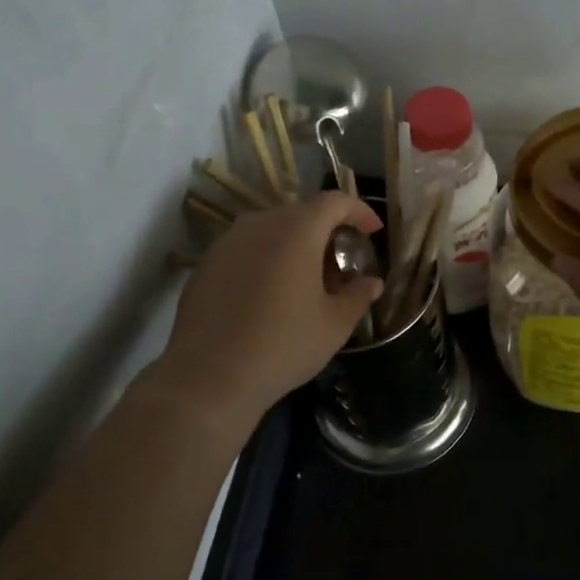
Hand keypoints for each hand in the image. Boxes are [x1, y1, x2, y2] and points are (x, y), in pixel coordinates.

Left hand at [149, 192, 383, 432]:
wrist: (208, 377)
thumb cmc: (283, 345)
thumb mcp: (334, 325)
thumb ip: (358, 295)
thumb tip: (371, 282)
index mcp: (297, 229)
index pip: (335, 201)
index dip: (359, 211)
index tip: (373, 232)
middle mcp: (261, 223)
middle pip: (302, 213)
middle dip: (327, 232)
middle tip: (341, 265)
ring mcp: (228, 241)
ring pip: (272, 229)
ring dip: (295, 245)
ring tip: (306, 280)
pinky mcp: (206, 263)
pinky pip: (247, 248)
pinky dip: (267, 258)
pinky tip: (270, 294)